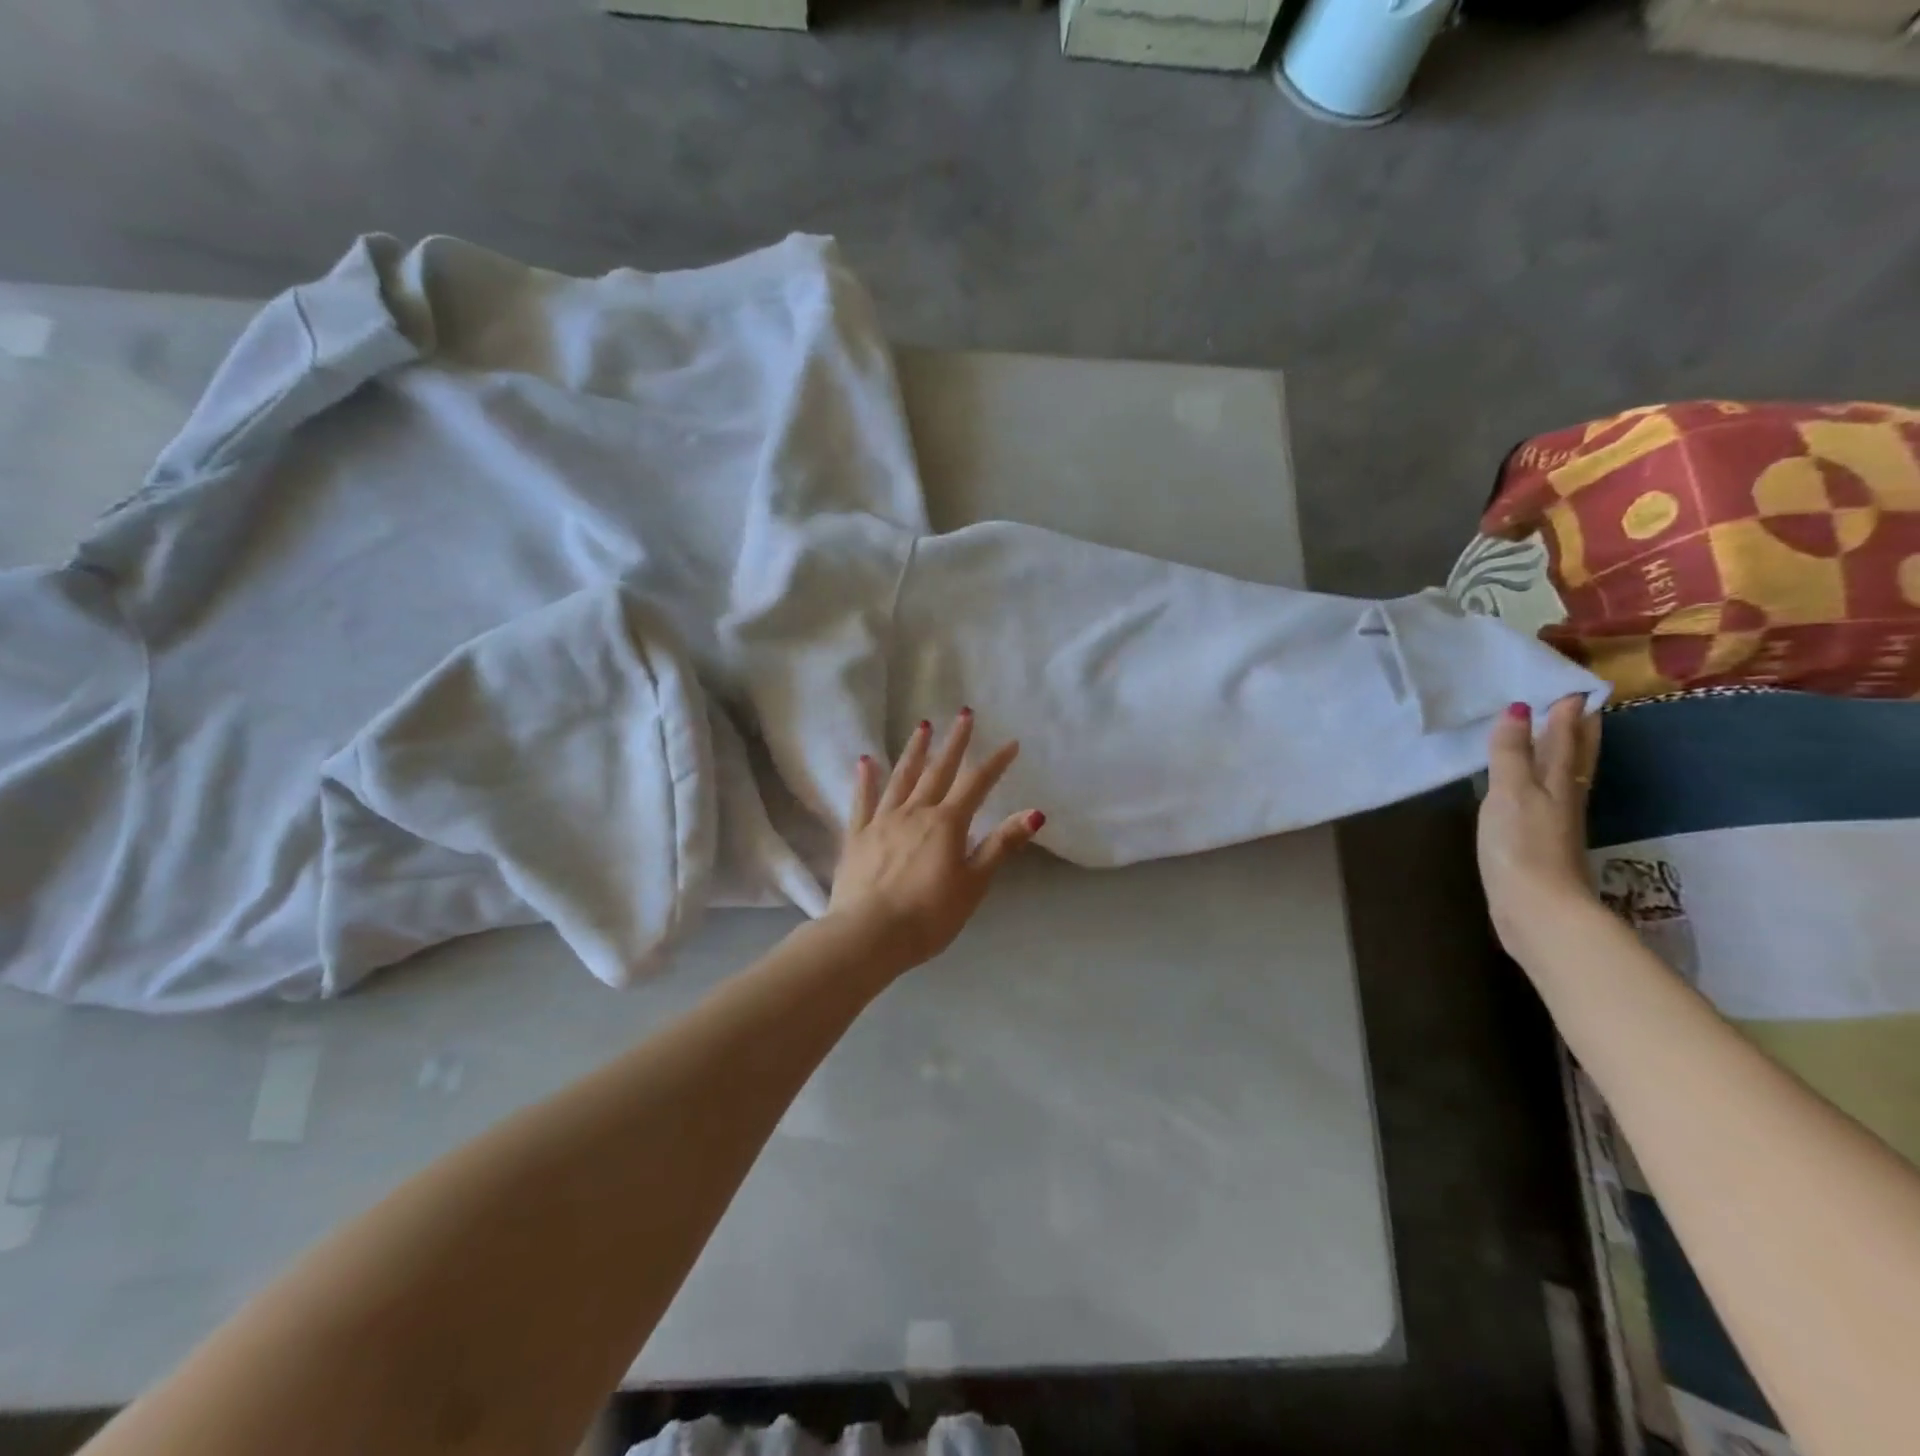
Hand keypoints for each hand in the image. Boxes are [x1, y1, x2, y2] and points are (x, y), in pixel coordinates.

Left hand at [825, 710, 1043, 972]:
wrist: (868, 935)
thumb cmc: (929, 915)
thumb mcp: (974, 883)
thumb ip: (1001, 845)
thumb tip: (1035, 813)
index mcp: (947, 824)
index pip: (976, 784)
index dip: (995, 763)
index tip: (1010, 743)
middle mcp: (914, 812)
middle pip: (938, 771)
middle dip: (955, 742)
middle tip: (964, 714)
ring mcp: (882, 821)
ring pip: (901, 778)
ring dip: (914, 751)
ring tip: (922, 726)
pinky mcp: (857, 836)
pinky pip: (862, 801)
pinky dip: (866, 780)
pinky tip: (866, 761)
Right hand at [1478, 694, 1601, 962]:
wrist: (1538, 909)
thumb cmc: (1521, 846)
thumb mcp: (1510, 794)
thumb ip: (1511, 753)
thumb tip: (1519, 708)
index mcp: (1559, 782)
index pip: (1567, 739)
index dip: (1568, 713)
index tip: (1572, 685)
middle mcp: (1566, 797)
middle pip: (1578, 757)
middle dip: (1579, 730)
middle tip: (1580, 703)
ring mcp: (1557, 822)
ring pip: (1568, 776)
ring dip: (1567, 753)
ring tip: (1560, 735)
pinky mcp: (1544, 843)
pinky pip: (1550, 797)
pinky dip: (1547, 781)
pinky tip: (1536, 786)